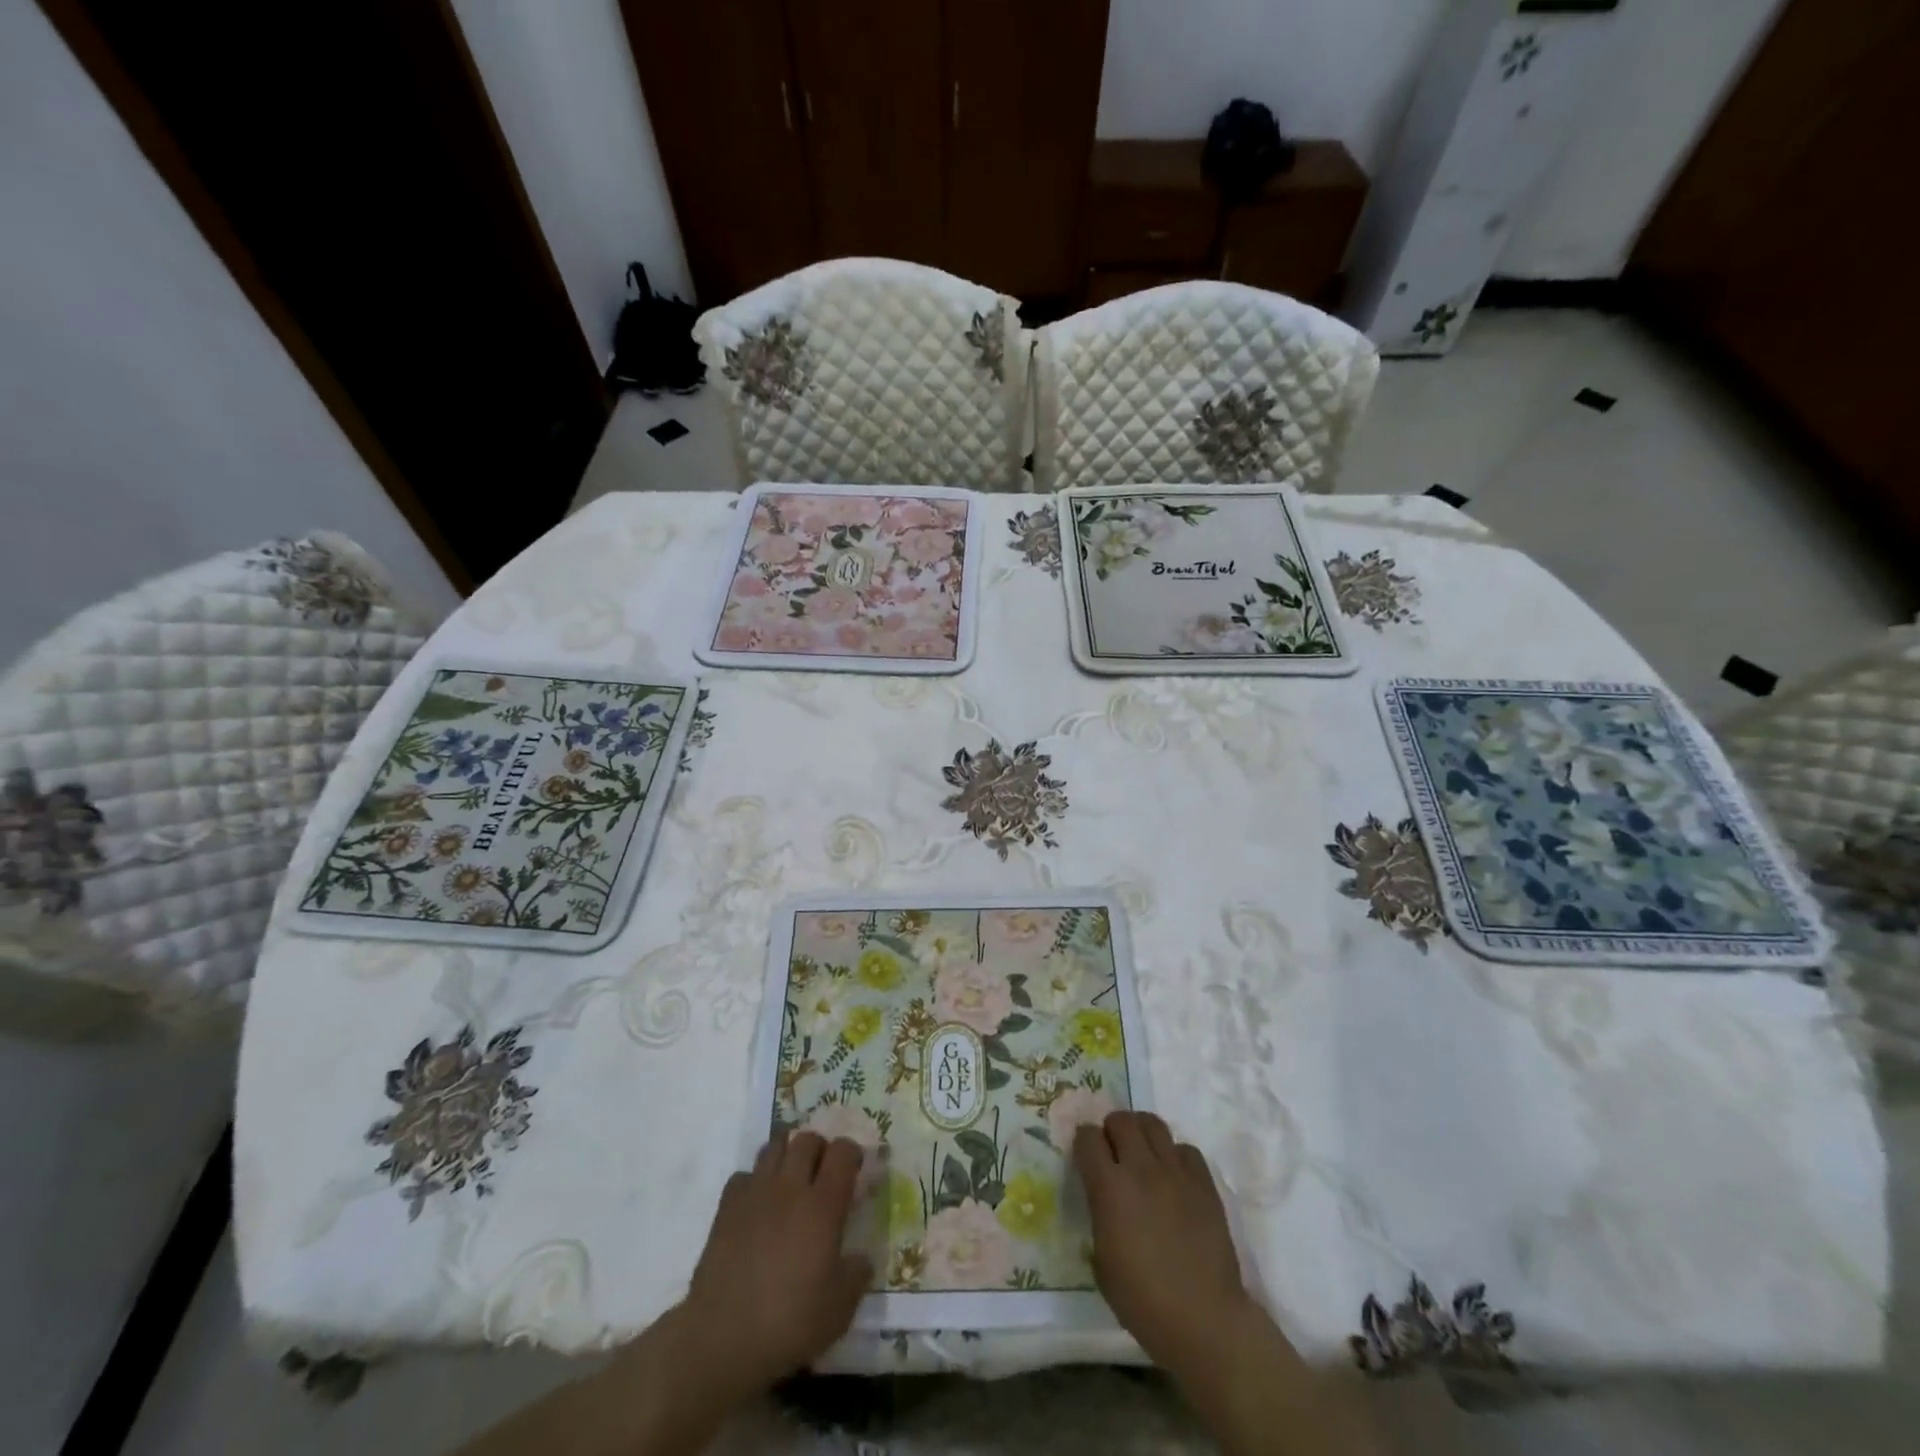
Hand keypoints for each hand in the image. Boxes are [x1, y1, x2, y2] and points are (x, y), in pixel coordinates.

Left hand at [672, 1131, 871, 1403]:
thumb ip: (856, 1275)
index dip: (851, 1153)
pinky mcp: (726, 1207)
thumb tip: (860, 1258)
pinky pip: (744, 1175)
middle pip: (807, 1139)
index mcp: (823, 1205)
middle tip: (822, 1173)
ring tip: (790, 1180)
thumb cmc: (789, 1323)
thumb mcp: (839, 1309)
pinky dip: (754, 1181)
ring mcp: (755, 1193)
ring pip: (774, 1146)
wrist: (722, 1338)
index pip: (842, 1152)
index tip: (854, 1170)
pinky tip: (757, 1205)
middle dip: (819, 1148)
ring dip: (787, 1154)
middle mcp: (790, 1187)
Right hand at [1075, 1111, 1259, 1380]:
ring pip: (1153, 1123)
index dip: (1083, 1143)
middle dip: (1111, 1130)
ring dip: (1141, 1133)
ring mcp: (1176, 1172)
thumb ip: (1099, 1216)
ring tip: (1142, 1155)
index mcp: (1110, 1188)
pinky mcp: (1204, 1182)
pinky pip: (1185, 1149)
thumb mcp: (1102, 1262)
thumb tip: (1103, 1200)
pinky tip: (1173, 1178)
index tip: (1085, 1157)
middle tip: (1113, 1152)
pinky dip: (1174, 1156)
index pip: (1088, 1137)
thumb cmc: (1144, 1302)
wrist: (1205, 1320)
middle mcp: (1141, 1169)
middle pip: (1121, 1119)